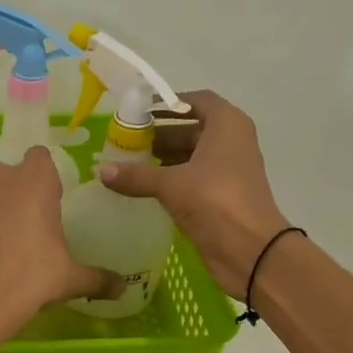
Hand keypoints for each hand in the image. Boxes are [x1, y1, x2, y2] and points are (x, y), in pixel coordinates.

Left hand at [0, 147, 120, 325]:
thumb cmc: (31, 277)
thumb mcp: (70, 279)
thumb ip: (98, 278)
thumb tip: (123, 289)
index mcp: (33, 180)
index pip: (41, 156)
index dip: (47, 176)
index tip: (53, 201)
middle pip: (12, 174)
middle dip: (20, 191)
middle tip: (32, 224)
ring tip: (6, 240)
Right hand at [98, 90, 291, 298]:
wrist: (251, 250)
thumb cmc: (215, 201)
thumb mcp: (171, 184)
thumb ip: (136, 175)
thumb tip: (100, 170)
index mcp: (227, 125)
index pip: (196, 101)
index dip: (168, 103)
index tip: (138, 112)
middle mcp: (231, 141)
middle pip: (191, 128)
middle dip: (159, 134)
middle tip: (125, 141)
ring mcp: (228, 169)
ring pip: (191, 155)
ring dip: (163, 158)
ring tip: (128, 163)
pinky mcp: (222, 195)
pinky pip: (192, 177)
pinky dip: (171, 178)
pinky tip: (144, 186)